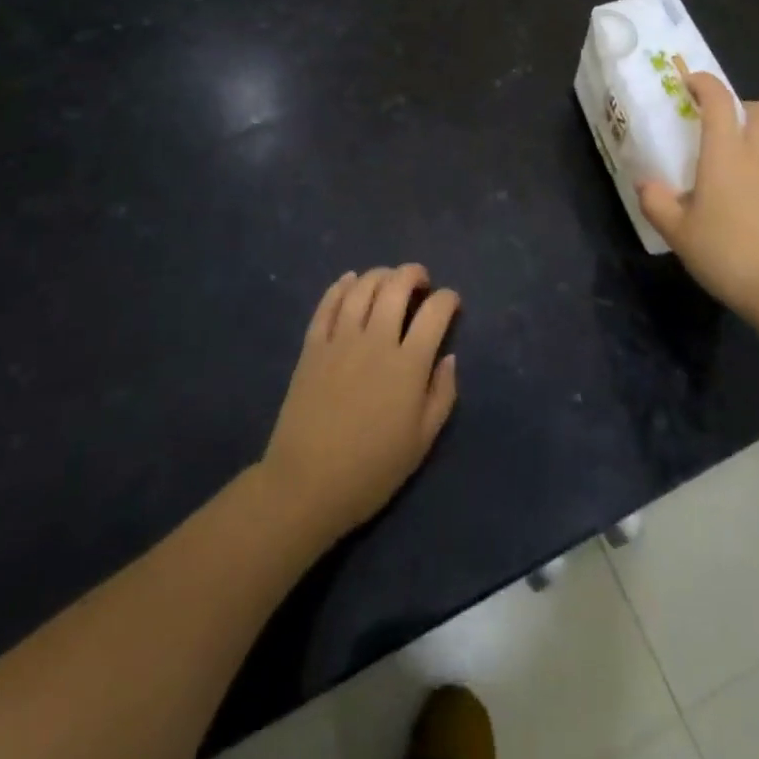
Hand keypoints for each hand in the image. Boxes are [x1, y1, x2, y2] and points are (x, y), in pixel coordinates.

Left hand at [259, 265, 459, 544]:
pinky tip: (350, 281)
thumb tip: (449, 357)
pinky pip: (327, 303)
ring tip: (389, 280)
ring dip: (380, 274)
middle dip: (414, 274)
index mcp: (408, 365)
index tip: (451, 303)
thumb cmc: (372, 469)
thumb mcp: (421, 441)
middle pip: (397, 286)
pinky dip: (341, 285)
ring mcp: (340, 340)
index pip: (435, 312)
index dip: (448, 299)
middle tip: (421, 281)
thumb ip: (442, 394)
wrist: (306, 485)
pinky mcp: (312, 346)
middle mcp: (376, 341)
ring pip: (362, 287)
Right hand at [639, 73, 758, 325]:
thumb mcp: (678, 233)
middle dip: (744, 109)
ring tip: (751, 159)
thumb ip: (657, 203)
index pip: (718, 100)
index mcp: (726, 153)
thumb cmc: (727, 253)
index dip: (705, 83)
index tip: (691, 83)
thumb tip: (645, 184)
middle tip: (726, 129)